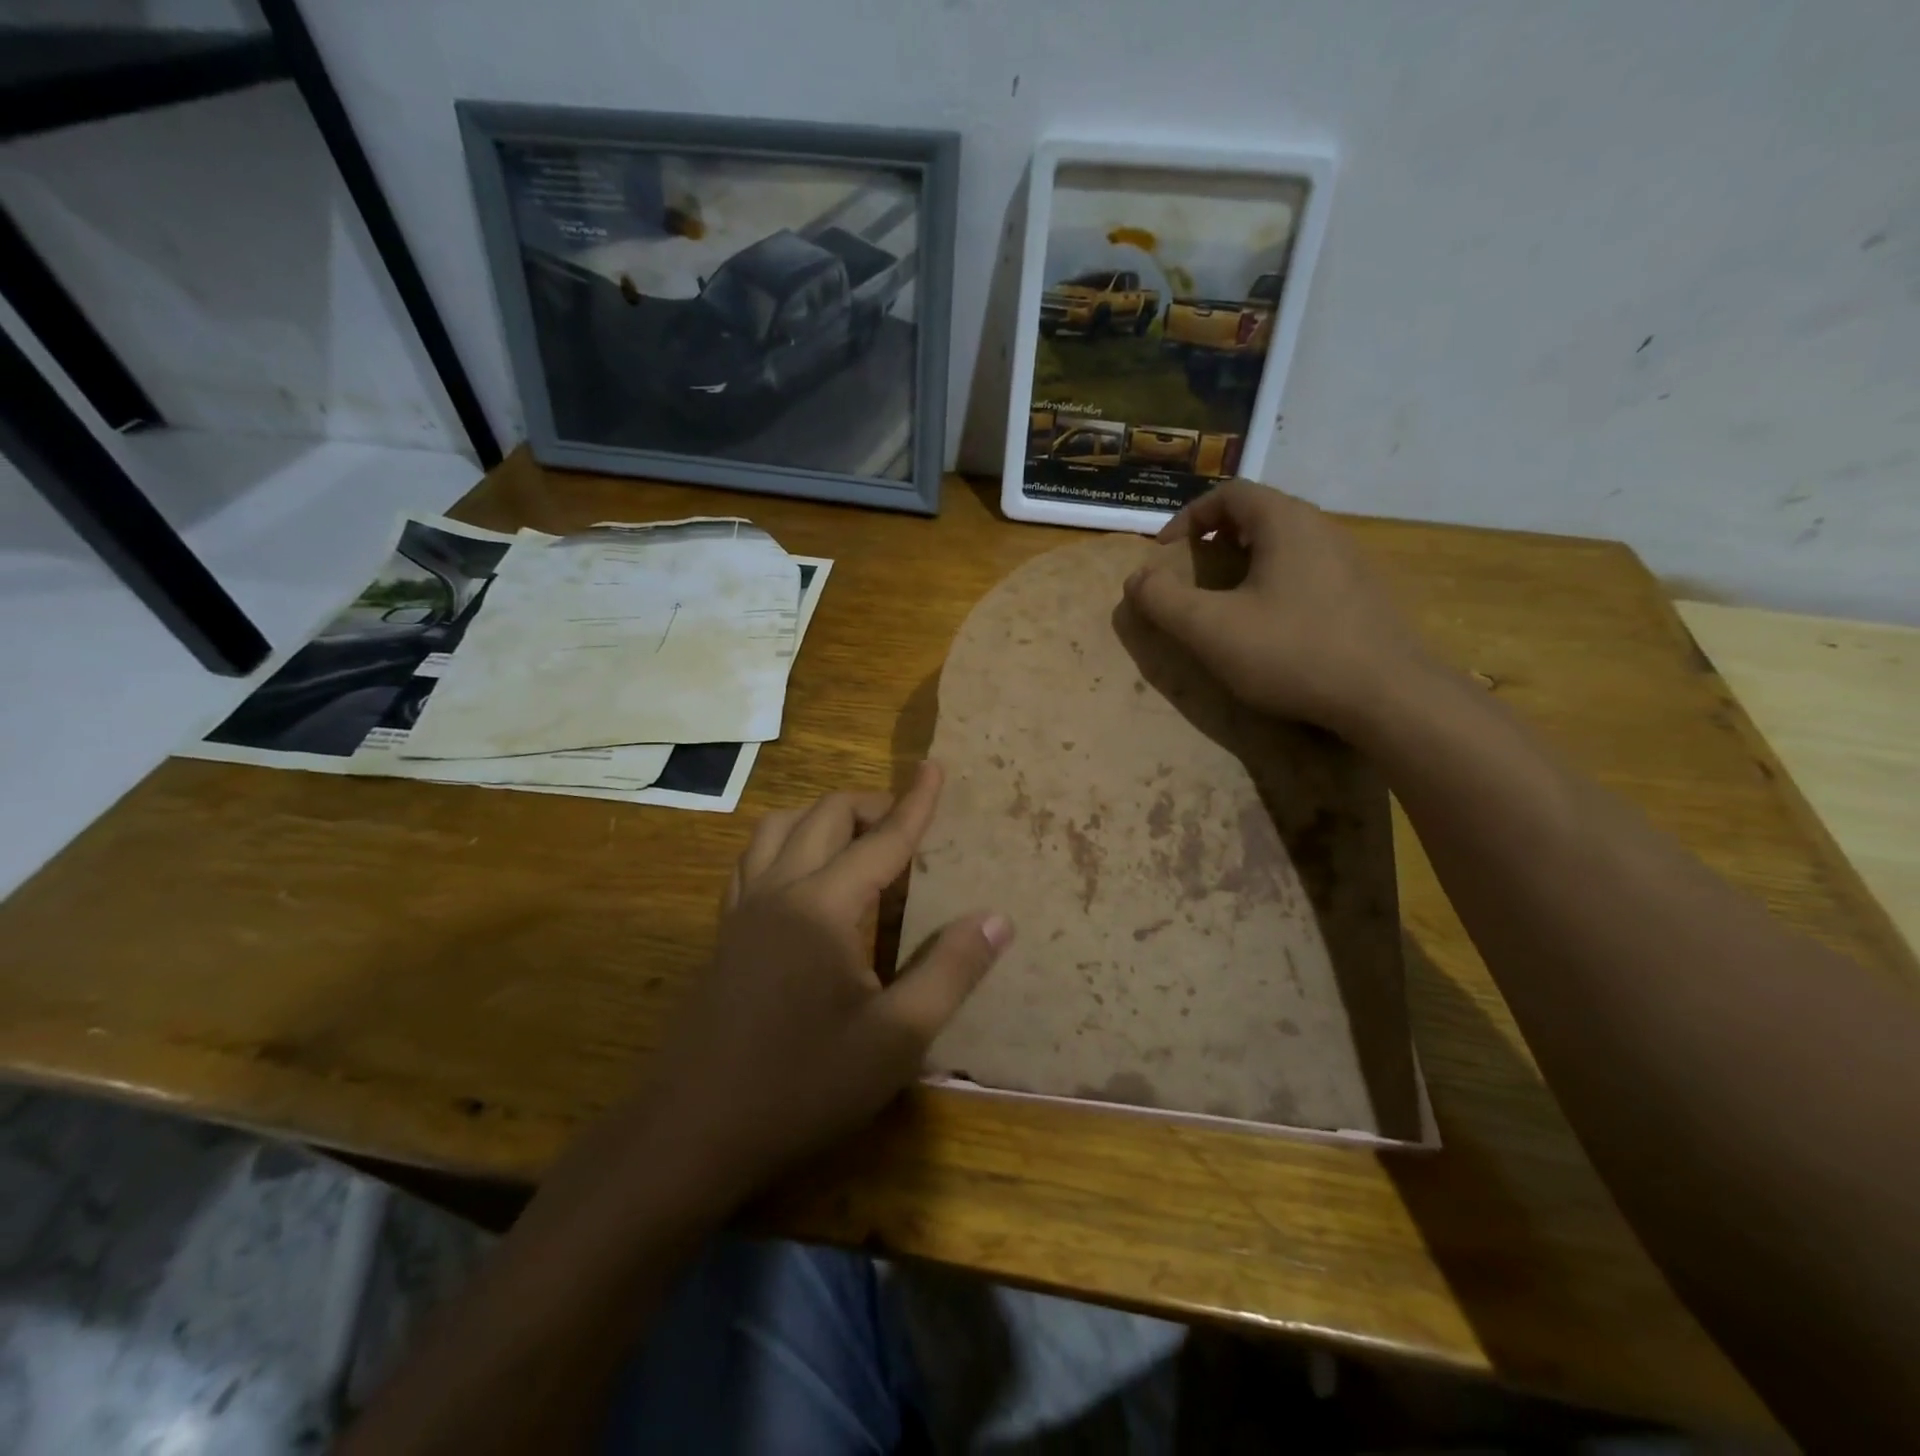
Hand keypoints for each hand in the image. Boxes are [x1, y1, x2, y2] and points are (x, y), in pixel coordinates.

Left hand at [638, 762, 1011, 1215]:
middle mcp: (779, 890)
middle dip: (869, 806)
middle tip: (907, 827)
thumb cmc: (803, 1087)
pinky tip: (802, 880)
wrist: (692, 1134)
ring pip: (777, 828)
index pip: (883, 840)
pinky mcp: (723, 934)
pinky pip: (753, 860)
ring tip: (855, 843)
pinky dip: (785, 844)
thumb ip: (949, 972)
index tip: (935, 766)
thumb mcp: (895, 1040)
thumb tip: (996, 918)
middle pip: (824, 816)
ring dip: (821, 819)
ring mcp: (742, 910)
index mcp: (824, 906)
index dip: (916, 804)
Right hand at [1123, 479, 1431, 734]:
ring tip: (1226, 600)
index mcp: (1286, 522)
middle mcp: (1323, 529)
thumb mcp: (1211, 629)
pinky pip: (1308, 571)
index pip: (1229, 493)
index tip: (1165, 553)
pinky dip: (1275, 583)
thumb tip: (1136, 579)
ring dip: (1247, 562)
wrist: (1389, 696)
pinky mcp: (1363, 595)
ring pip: (1286, 544)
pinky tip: (1270, 625)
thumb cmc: (1292, 652)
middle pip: (1259, 514)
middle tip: (1193, 573)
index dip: (1188, 517)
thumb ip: (1164, 601)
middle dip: (1216, 538)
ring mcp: (1350, 561)